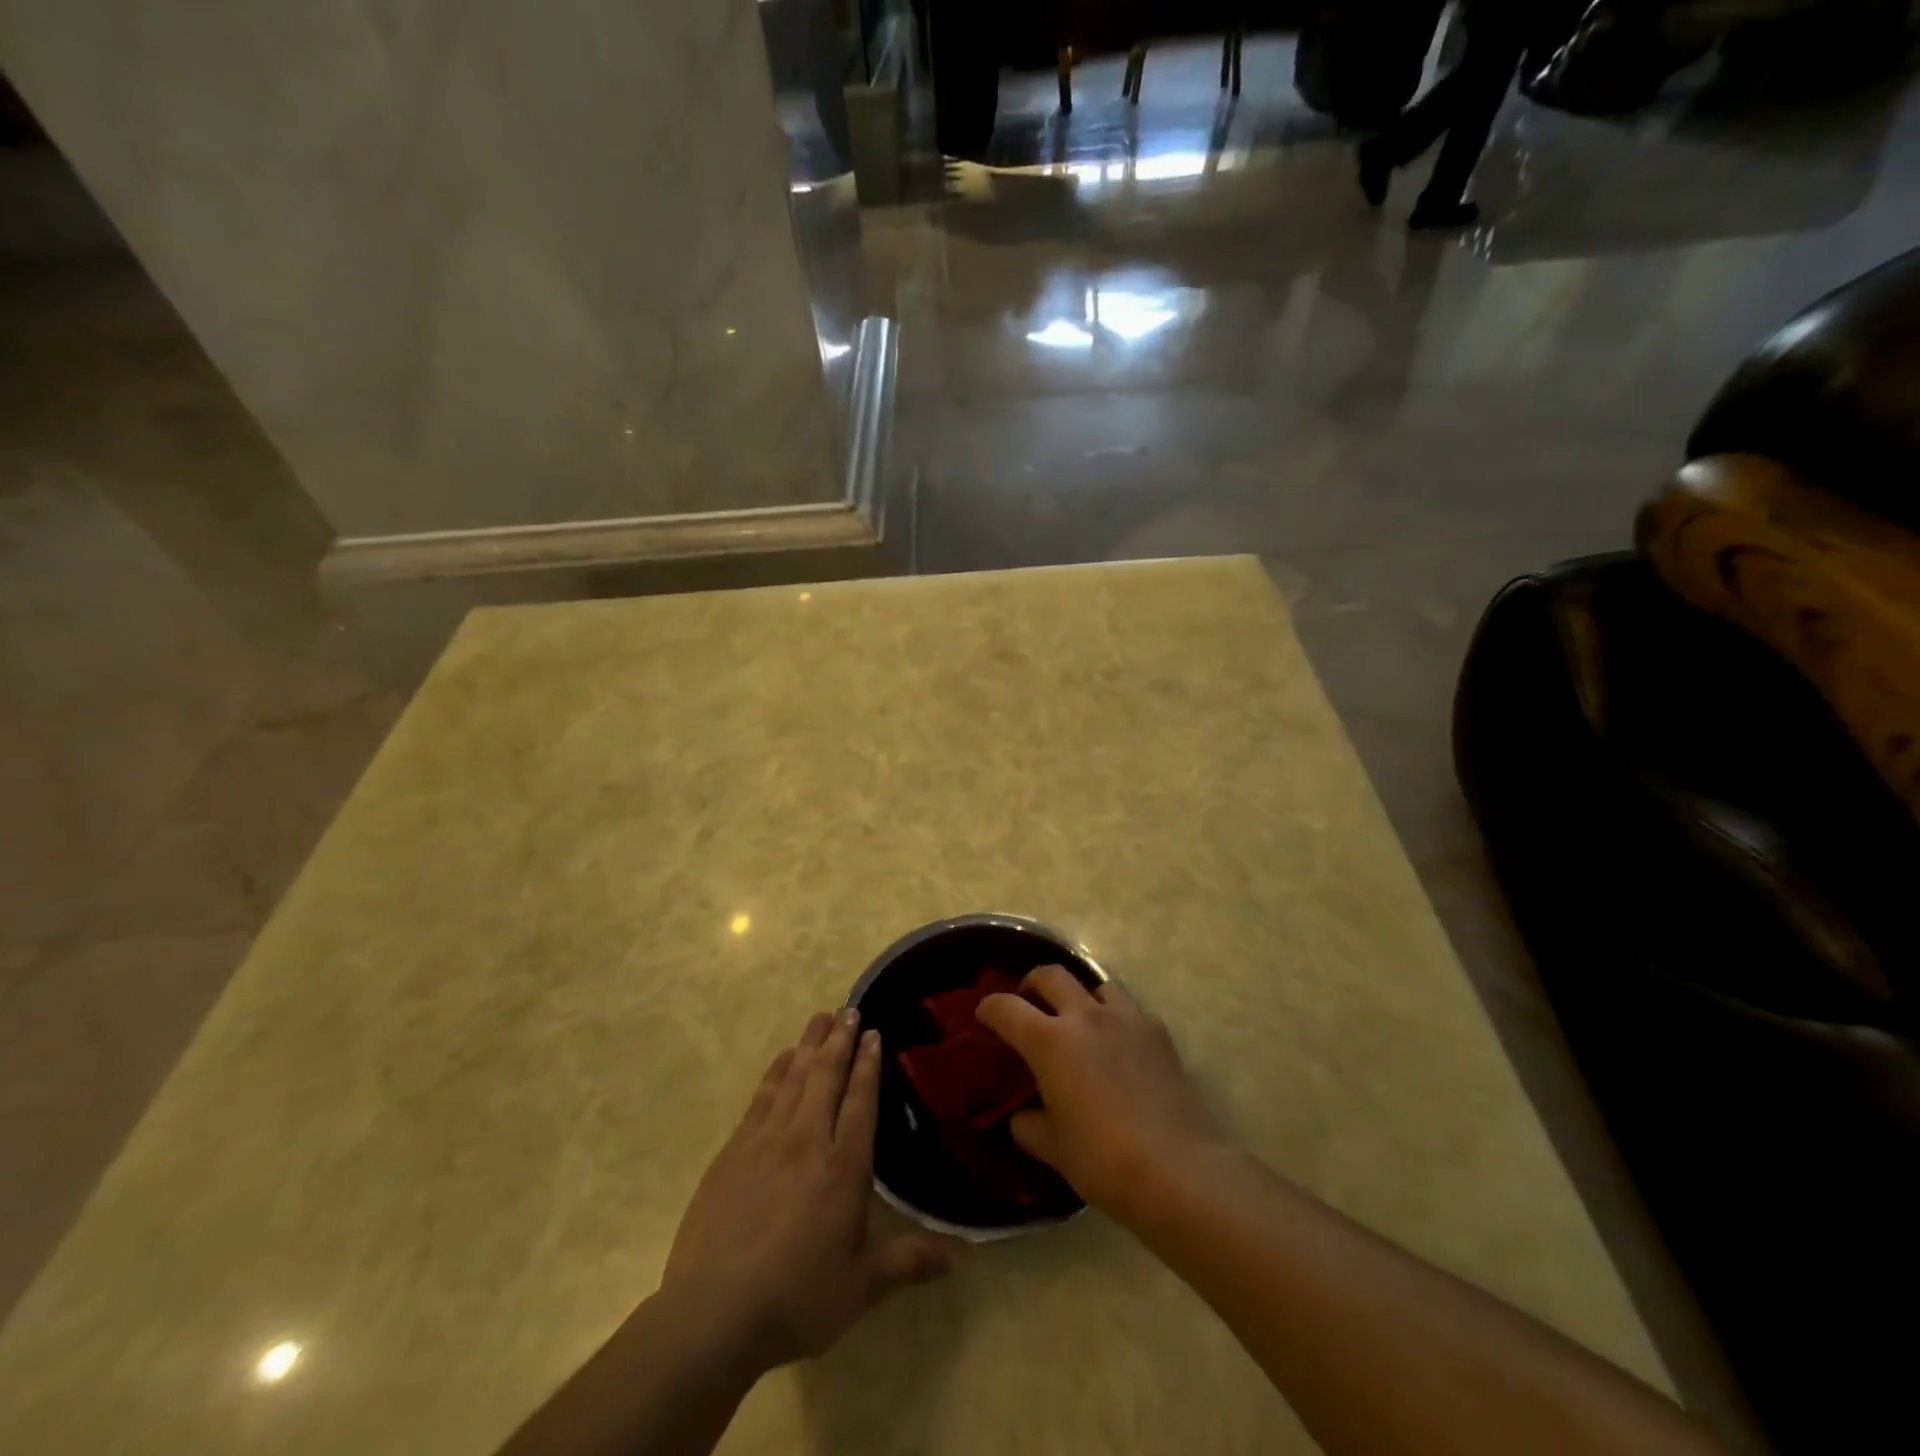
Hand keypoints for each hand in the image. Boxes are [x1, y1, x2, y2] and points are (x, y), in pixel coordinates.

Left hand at [662, 1009, 959, 1370]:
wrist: (713, 1314)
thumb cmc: (797, 1297)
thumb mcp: (862, 1286)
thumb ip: (910, 1261)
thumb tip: (963, 1256)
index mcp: (844, 1166)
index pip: (861, 1100)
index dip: (869, 1064)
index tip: (874, 1033)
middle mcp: (807, 1140)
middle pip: (826, 1076)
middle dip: (840, 1040)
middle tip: (849, 1009)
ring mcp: (766, 1141)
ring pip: (793, 1078)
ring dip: (809, 1045)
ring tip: (820, 1018)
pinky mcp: (733, 1151)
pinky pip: (761, 1097)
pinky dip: (774, 1071)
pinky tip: (781, 1058)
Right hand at [976, 968, 1228, 1220]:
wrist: (1178, 1169)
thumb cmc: (1103, 1159)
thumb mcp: (1053, 1148)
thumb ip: (1028, 1125)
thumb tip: (1022, 1116)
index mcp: (1050, 1041)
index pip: (1006, 1008)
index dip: (989, 1008)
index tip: (983, 1015)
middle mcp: (1085, 1016)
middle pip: (1051, 975)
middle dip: (1032, 983)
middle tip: (1028, 1003)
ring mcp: (1126, 1019)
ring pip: (1096, 983)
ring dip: (1080, 995)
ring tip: (1079, 1019)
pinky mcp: (1158, 1032)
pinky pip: (1130, 1009)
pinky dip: (1116, 1017)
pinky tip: (1119, 1045)